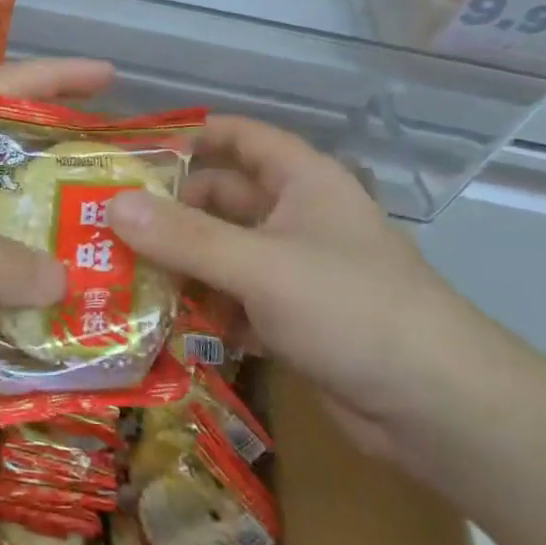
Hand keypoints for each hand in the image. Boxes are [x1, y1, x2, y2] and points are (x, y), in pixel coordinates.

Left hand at [0, 58, 113, 368]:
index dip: (62, 75)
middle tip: (113, 198)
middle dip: (58, 176)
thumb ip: (4, 268)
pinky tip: (17, 317)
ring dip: (22, 242)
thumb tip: (67, 282)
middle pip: (5, 161)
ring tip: (81, 265)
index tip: (113, 76)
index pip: (10, 85)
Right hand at [107, 117, 504, 470]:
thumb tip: (112, 205)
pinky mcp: (294, 318)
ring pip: (224, 252)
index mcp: (301, 181)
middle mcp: (297, 216)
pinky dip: (206, 307)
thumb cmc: (350, 308)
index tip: (131, 152)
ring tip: (121, 275)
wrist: (438, 407)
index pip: (238, 137)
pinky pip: (236, 298)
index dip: (189, 136)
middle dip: (170, 211)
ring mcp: (295, 269)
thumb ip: (185, 237)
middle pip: (222, 199)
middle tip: (107, 225)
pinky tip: (166, 323)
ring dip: (182, 264)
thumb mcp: (260, 266)